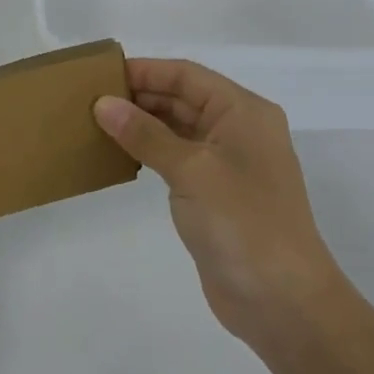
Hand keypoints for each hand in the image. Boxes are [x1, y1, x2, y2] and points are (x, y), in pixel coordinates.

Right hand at [95, 59, 344, 353]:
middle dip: (139, 96)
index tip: (100, 73)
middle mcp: (238, 130)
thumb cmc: (243, 222)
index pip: (186, 75)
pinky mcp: (215, 193)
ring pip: (177, 128)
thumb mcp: (191, 170)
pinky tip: (119, 154)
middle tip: (89, 99)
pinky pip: (176, 158)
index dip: (145, 71)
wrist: (283, 302)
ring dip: (141, 124)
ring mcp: (228, 164)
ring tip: (96, 123)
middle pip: (182, 98)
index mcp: (243, 112)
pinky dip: (149, 151)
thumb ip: (145, 134)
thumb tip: (103, 103)